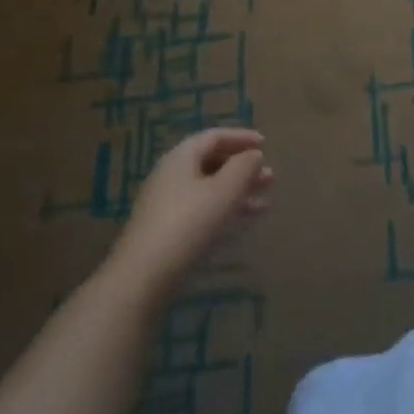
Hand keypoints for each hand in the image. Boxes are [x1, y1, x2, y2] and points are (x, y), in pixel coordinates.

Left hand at [109, 129, 274, 286]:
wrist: (143, 277)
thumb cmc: (189, 223)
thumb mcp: (225, 190)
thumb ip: (244, 166)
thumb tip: (253, 155)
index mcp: (181, 158)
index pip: (214, 137)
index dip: (241, 137)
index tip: (265, 144)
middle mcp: (171, 176)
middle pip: (212, 162)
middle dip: (243, 169)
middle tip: (270, 178)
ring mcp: (166, 204)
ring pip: (209, 189)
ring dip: (238, 192)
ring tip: (264, 203)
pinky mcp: (167, 230)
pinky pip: (202, 209)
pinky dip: (225, 210)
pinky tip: (242, 222)